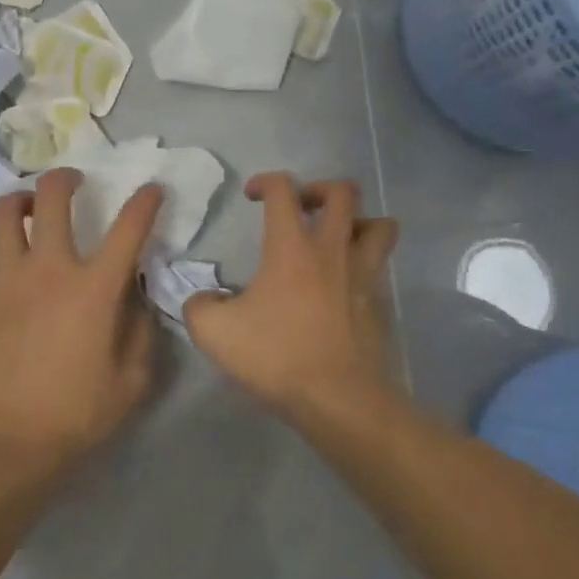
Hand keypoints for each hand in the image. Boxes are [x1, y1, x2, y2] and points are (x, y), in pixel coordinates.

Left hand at [0, 169, 163, 493]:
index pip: (128, 228)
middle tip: (73, 182)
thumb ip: (141, 330)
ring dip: (18, 204)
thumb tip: (135, 296)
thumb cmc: (78, 414)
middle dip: (66, 178)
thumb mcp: (132, 380)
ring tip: (26, 211)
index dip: (145, 202)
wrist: (9, 444)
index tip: (151, 190)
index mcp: (94, 288)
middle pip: (52, 198)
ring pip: (3, 215)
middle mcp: (48, 269)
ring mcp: (4, 280)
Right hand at [184, 173, 399, 425]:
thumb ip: (198, 306)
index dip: (265, 182)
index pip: (283, 189)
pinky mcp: (379, 302)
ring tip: (336, 238)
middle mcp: (332, 249)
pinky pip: (380, 266)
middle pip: (343, 192)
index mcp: (292, 246)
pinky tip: (344, 284)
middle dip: (319, 190)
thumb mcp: (214, 332)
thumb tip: (203, 300)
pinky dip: (365, 263)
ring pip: (379, 225)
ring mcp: (362, 274)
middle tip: (300, 210)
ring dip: (357, 221)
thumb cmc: (276, 355)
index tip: (251, 196)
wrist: (337, 397)